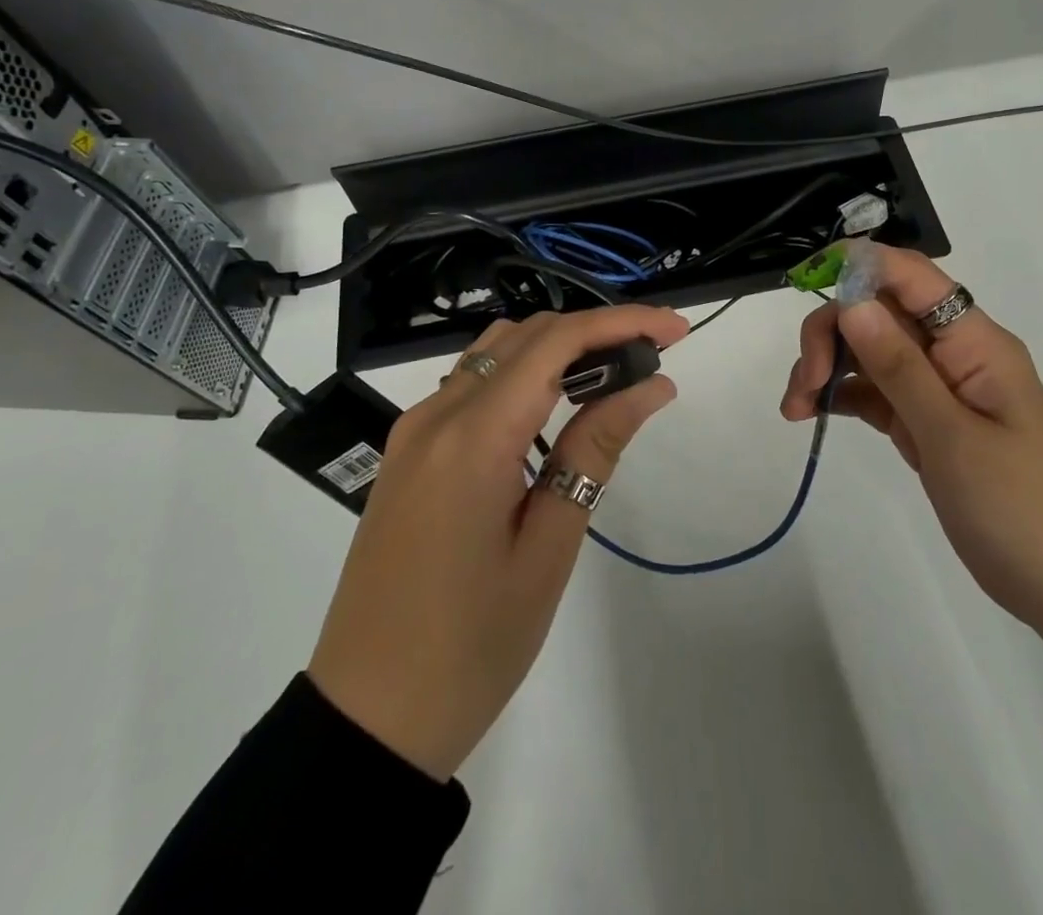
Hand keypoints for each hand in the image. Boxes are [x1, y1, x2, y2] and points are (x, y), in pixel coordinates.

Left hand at [308, 305, 687, 779]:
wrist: (366, 720)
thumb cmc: (471, 646)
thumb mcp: (549, 547)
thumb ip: (596, 450)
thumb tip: (652, 385)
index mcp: (472, 437)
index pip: (555, 342)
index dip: (620, 322)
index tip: (676, 330)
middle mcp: (436, 414)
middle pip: (525, 336)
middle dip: (595, 330)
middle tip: (654, 356)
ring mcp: (414, 431)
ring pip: (495, 353)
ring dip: (557, 348)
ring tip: (614, 375)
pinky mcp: (408, 453)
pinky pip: (471, 386)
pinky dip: (523, 376)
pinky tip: (556, 407)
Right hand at [781, 245, 1042, 666]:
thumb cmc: (1019, 509)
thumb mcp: (951, 437)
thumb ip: (898, 366)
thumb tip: (852, 303)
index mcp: (974, 341)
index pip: (911, 275)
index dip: (857, 266)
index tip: (804, 282)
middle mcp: (953, 351)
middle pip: (879, 311)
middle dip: (832, 332)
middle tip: (804, 382)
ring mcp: (938, 386)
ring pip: (868, 349)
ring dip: (827, 366)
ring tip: (796, 410)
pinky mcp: (924, 420)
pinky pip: (873, 390)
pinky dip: (840, 395)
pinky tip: (810, 415)